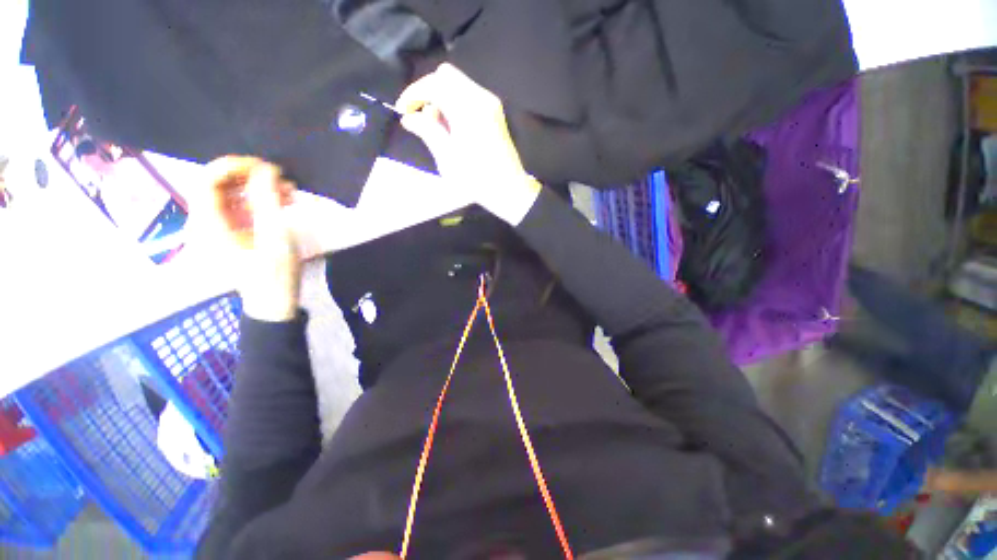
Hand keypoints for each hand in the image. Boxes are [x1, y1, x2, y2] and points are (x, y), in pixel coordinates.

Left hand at [198, 156, 300, 321]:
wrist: (274, 301)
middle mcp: (205, 222)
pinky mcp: (231, 231)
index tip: (263, 166)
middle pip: (218, 185)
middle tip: (280, 178)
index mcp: (208, 224)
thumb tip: (267, 169)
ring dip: (258, 187)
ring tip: (288, 191)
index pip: (206, 180)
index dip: (232, 166)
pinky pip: (240, 206)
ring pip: (231, 194)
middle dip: (250, 177)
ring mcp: (217, 227)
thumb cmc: (274, 273)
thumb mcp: (275, 236)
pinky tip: (283, 202)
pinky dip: (260, 200)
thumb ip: (268, 200)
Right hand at [396, 63, 540, 224]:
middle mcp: (481, 98)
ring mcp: (490, 104)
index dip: (413, 94)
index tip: (402, 111)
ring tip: (437, 129)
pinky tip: (452, 128)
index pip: (434, 84)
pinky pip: (469, 96)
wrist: (508, 190)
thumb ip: (427, 131)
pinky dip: (455, 104)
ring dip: (441, 99)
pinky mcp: (494, 113)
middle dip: (428, 92)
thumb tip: (409, 117)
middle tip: (421, 118)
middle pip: (446, 76)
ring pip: (458, 85)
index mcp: (468, 108)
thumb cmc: (476, 178)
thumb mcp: (447, 157)